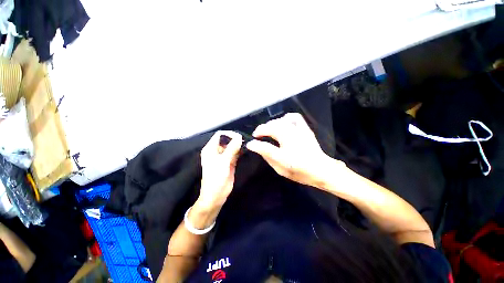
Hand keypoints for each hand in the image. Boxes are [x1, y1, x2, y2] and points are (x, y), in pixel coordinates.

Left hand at [197, 130, 242, 209]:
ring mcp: (224, 156)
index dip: (229, 134)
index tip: (239, 136)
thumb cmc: (215, 178)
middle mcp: (217, 151)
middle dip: (235, 139)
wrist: (216, 195)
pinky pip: (235, 153)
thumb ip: (231, 148)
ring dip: (238, 145)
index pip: (220, 135)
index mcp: (210, 149)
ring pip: (232, 146)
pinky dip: (240, 151)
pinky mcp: (230, 162)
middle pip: (227, 140)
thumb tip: (239, 137)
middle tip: (245, 140)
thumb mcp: (223, 162)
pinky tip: (245, 150)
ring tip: (247, 144)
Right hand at [246, 113, 343, 186]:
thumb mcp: (280, 168)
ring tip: (269, 130)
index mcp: (284, 150)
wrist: (321, 169)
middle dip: (261, 129)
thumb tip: (254, 146)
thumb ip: (267, 155)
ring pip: (280, 121)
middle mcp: (290, 136)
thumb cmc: (300, 171)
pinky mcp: (304, 129)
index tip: (250, 142)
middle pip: (271, 127)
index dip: (255, 141)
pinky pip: (294, 117)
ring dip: (271, 124)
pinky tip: (283, 123)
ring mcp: (298, 131)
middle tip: (258, 135)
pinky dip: (286, 118)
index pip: (264, 142)